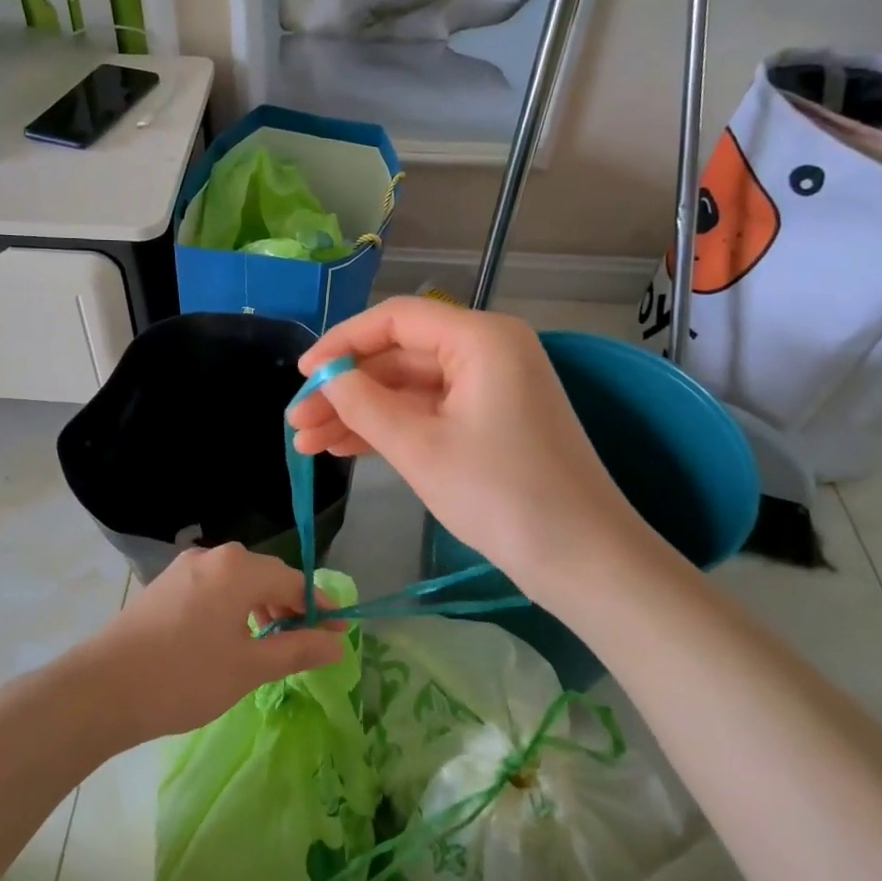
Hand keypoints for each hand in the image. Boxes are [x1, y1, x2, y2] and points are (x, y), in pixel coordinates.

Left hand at [82, 544, 346, 741]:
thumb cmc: (185, 677)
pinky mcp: (165, 585)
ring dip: (262, 606)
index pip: (294, 581)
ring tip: (272, 642)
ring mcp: (185, 568)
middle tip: (309, 640)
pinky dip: (234, 607)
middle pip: (266, 575)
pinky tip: (232, 636)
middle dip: (291, 606)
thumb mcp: (249, 668)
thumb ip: (297, 650)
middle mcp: (213, 556)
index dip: (320, 606)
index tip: (340, 632)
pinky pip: (214, 587)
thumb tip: (337, 643)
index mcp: (238, 568)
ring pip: (238, 581)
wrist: (103, 688)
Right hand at [288, 297, 654, 596]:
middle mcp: (488, 351)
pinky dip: (391, 429)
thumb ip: (365, 405)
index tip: (302, 374)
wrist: (583, 561)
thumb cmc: (501, 495)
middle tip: (297, 422)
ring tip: (308, 443)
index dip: (342, 342)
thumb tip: (328, 378)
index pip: (396, 319)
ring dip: (361, 413)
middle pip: (400, 356)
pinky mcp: (491, 422)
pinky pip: (430, 412)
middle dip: (346, 389)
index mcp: (481, 338)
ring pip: (411, 388)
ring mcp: (492, 388)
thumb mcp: (421, 448)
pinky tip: (345, 448)